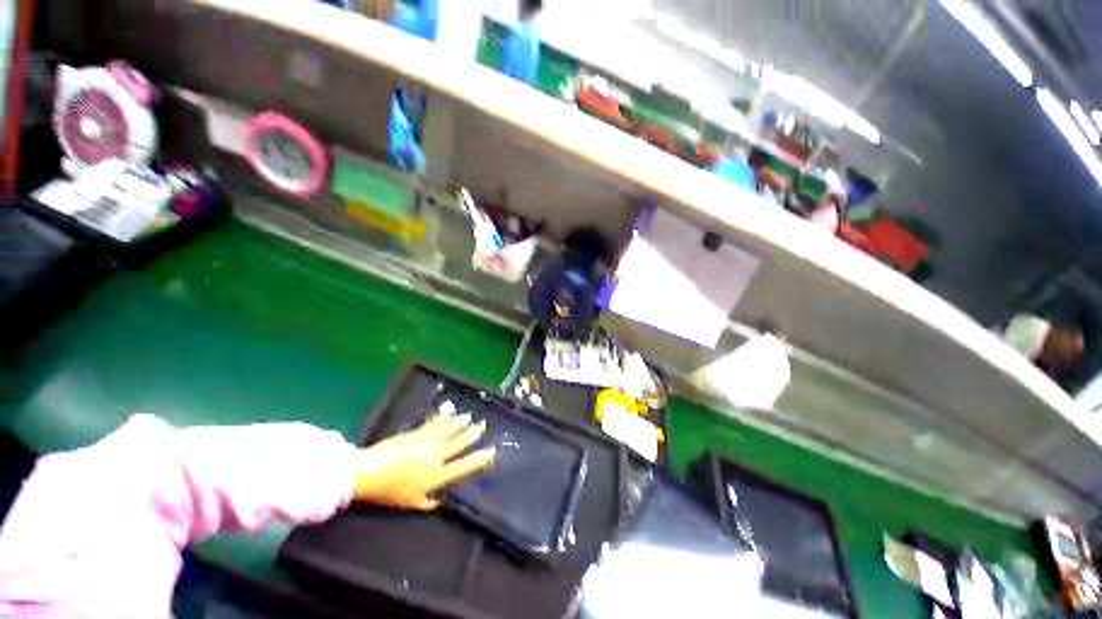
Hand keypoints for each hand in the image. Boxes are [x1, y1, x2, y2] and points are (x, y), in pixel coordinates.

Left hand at [353, 413, 495, 510]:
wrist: (370, 472)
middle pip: (458, 443)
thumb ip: (428, 503)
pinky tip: (448, 410)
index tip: (491, 450)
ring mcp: (427, 442)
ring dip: (459, 422)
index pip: (463, 466)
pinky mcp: (417, 433)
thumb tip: (441, 502)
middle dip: (471, 434)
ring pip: (448, 430)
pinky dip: (442, 417)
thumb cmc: (390, 491)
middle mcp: (437, 456)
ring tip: (469, 416)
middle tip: (482, 426)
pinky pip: (434, 423)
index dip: (479, 459)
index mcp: (437, 475)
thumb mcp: (410, 503)